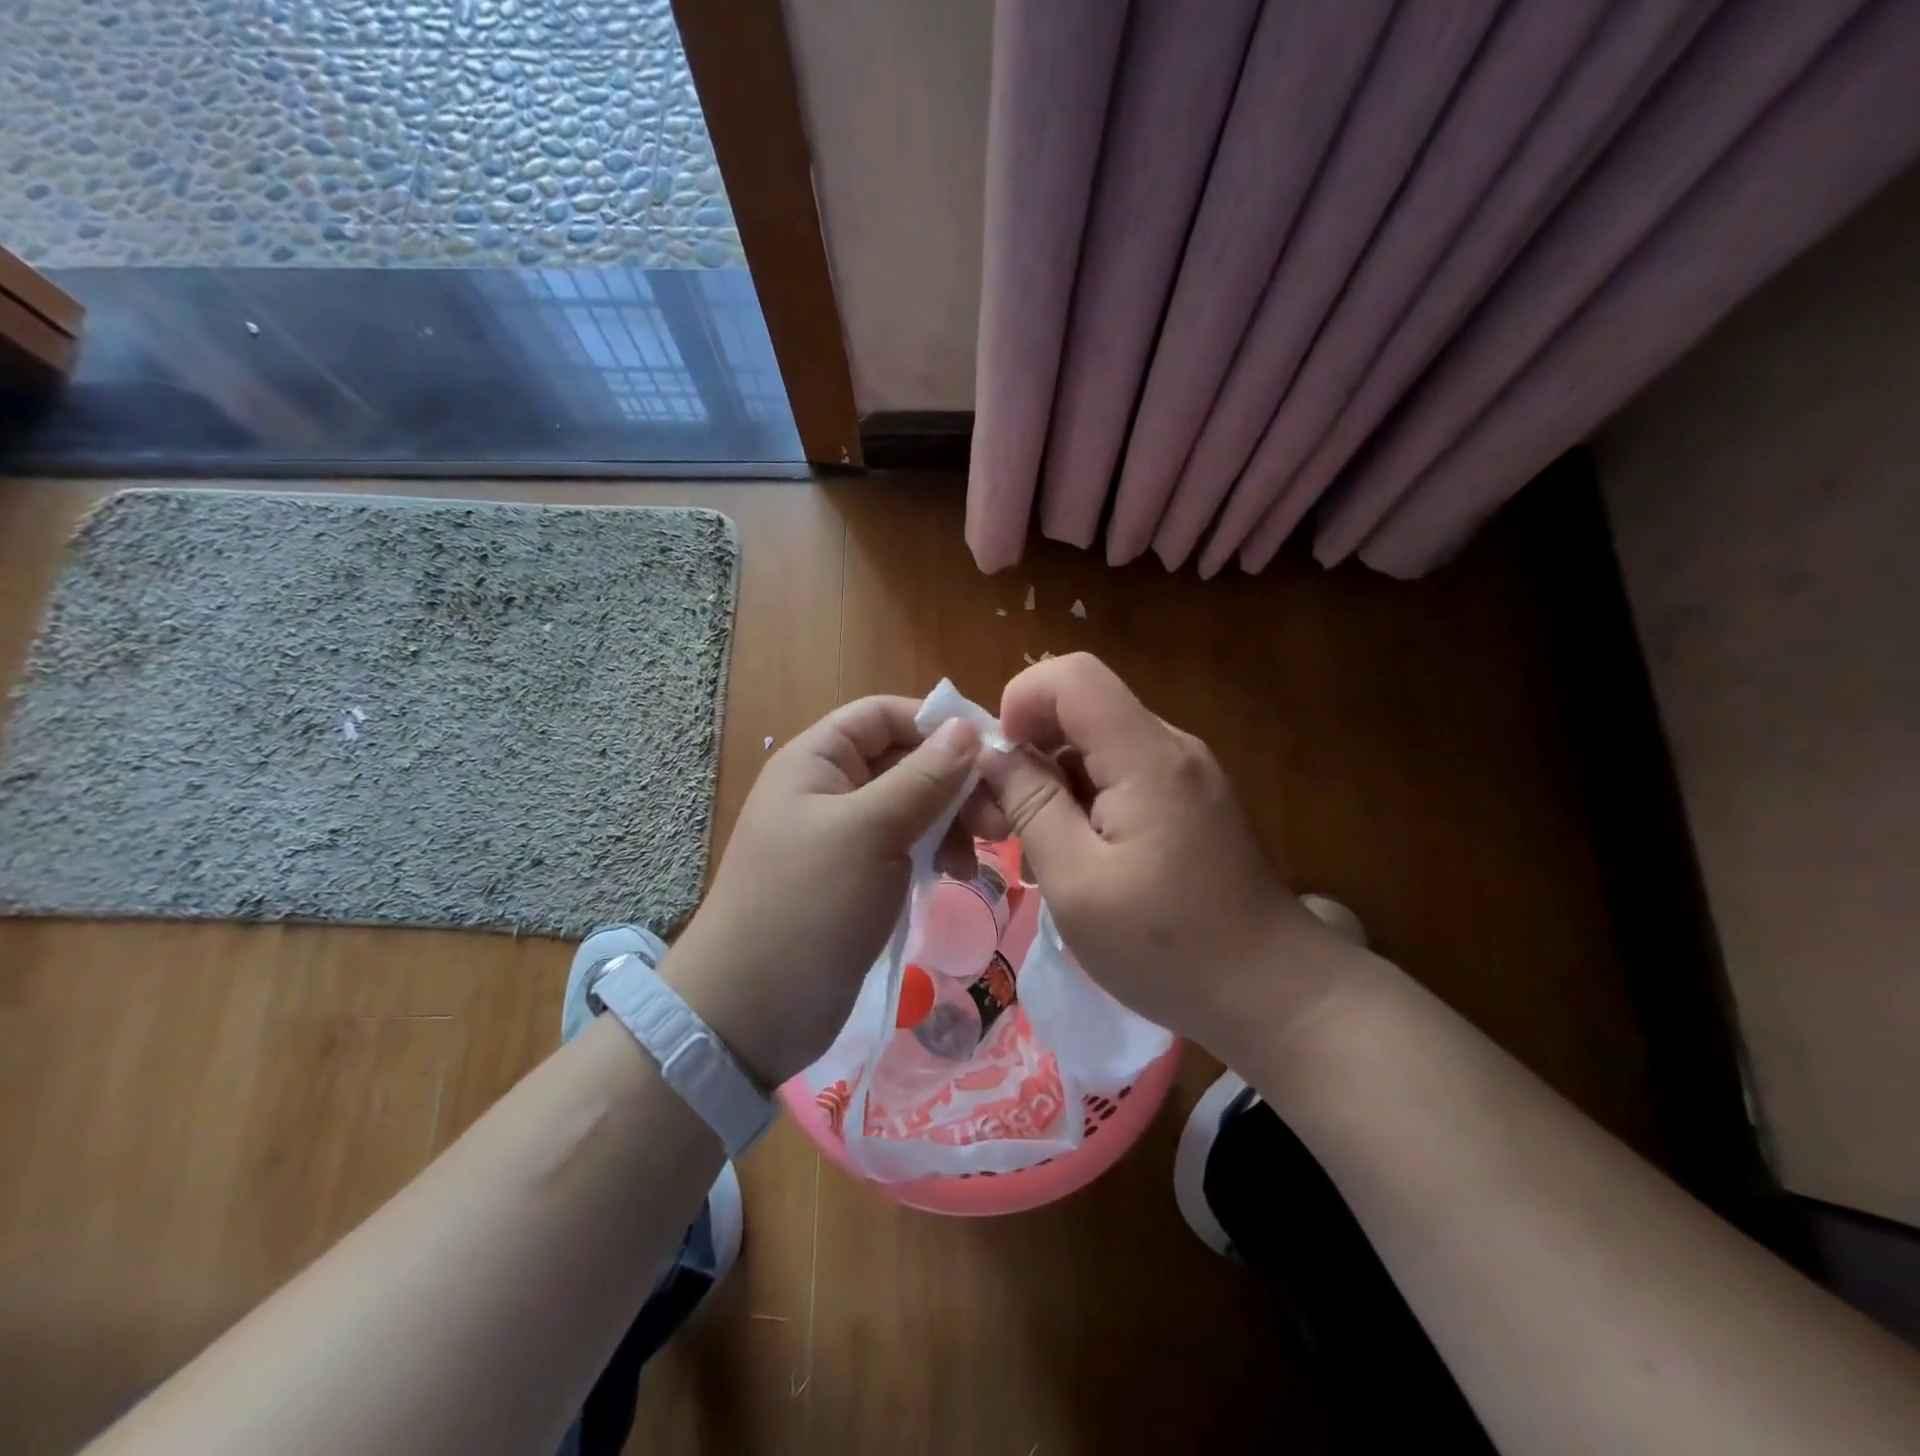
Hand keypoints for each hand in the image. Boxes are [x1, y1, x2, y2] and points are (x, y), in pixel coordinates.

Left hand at [661, 698, 986, 1088]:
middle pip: (904, 760)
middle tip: (998, 819)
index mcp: (817, 761)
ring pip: (912, 806)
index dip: (936, 724)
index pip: (883, 715)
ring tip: (981, 855)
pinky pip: (906, 846)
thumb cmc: (808, 905)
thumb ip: (922, 779)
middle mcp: (830, 789)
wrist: (751, 1012)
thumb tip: (966, 728)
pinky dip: (937, 852)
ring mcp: (845, 836)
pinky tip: (958, 875)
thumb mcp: (869, 833)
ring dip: (952, 821)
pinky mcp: (859, 877)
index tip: (991, 751)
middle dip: (954, 782)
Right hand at [978, 653, 1345, 1048]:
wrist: (1273, 993)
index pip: (1072, 676)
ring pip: (1098, 745)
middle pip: (1083, 710)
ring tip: (1039, 855)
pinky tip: (1078, 860)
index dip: (1021, 701)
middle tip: (1004, 823)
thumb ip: (1032, 807)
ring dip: (1055, 785)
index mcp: (1147, 758)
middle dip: (1031, 753)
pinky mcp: (1190, 800)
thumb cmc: (1167, 947)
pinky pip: (1123, 775)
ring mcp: (1186, 773)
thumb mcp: (1077, 883)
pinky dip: (1086, 803)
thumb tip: (994, 755)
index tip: (999, 765)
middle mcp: (1172, 748)